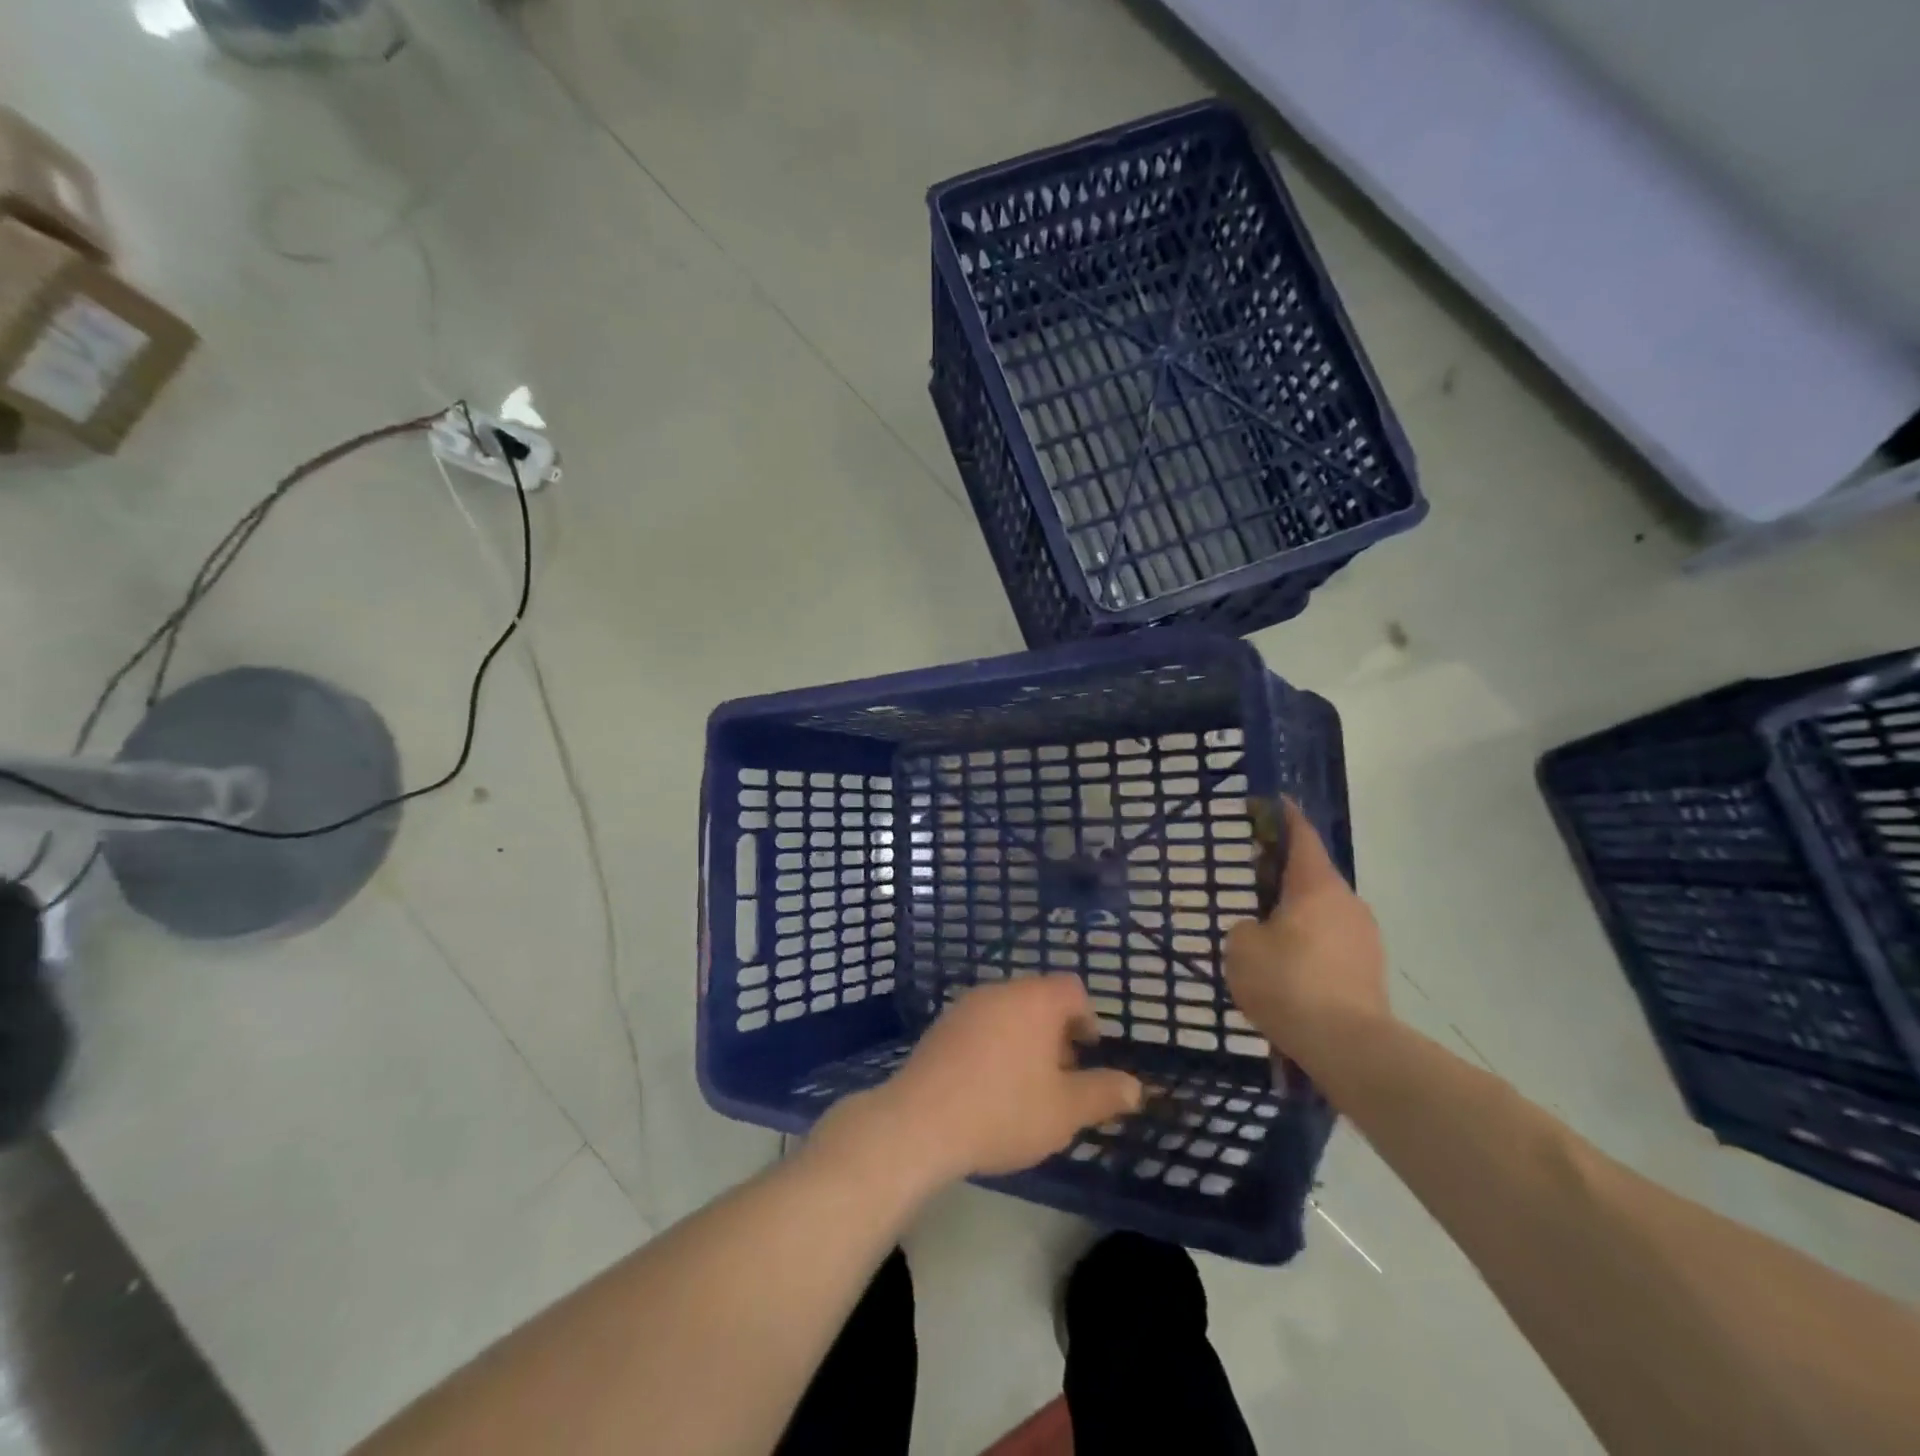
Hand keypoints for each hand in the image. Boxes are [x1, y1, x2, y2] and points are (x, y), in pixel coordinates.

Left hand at [838, 973, 1143, 1183]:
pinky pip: (980, 1025)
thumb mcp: (1065, 1110)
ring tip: (1026, 1086)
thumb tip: (1136, 1086)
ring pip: (1008, 1011)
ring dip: (1025, 1039)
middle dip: (1056, 1032)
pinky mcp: (940, 1027)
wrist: (920, 1122)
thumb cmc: (1005, 1110)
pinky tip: (989, 1087)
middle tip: (1061, 1075)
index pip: (1072, 989)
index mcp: (1035, 1000)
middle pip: (1039, 998)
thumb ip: (1104, 1093)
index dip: (1088, 1018)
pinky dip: (994, 1044)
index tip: (1088, 1054)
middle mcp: (1000, 991)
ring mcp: (965, 1006)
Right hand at [1226, 798, 1388, 1065]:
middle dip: (1285, 872)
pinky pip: (1333, 941)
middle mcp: (1346, 901)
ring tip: (1267, 930)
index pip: (1301, 837)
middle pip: (1313, 874)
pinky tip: (1289, 966)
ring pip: (1324, 910)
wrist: (1347, 1044)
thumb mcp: (1241, 947)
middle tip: (1254, 879)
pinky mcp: (1370, 969)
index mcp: (1315, 885)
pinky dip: (1311, 942)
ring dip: (1298, 911)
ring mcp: (1364, 936)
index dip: (1286, 816)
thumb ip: (1244, 927)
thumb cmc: (1288, 982)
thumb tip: (1258, 930)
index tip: (1274, 802)